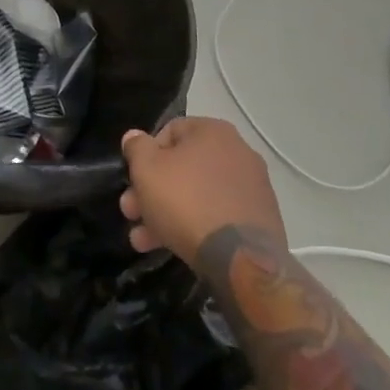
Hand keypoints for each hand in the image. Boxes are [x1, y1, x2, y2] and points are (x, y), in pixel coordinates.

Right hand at [120, 117, 285, 269]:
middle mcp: (238, 152)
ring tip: (142, 241)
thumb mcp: (147, 169)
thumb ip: (136, 148)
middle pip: (182, 167)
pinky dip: (194, 226)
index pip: (169, 132)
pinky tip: (172, 247)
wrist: (241, 259)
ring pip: (197, 195)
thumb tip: (135, 137)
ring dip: (165, 213)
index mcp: (213, 131)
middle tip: (130, 213)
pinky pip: (217, 215)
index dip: (145, 155)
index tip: (133, 180)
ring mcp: (252, 188)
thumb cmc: (187, 201)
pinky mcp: (259, 220)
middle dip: (150, 191)